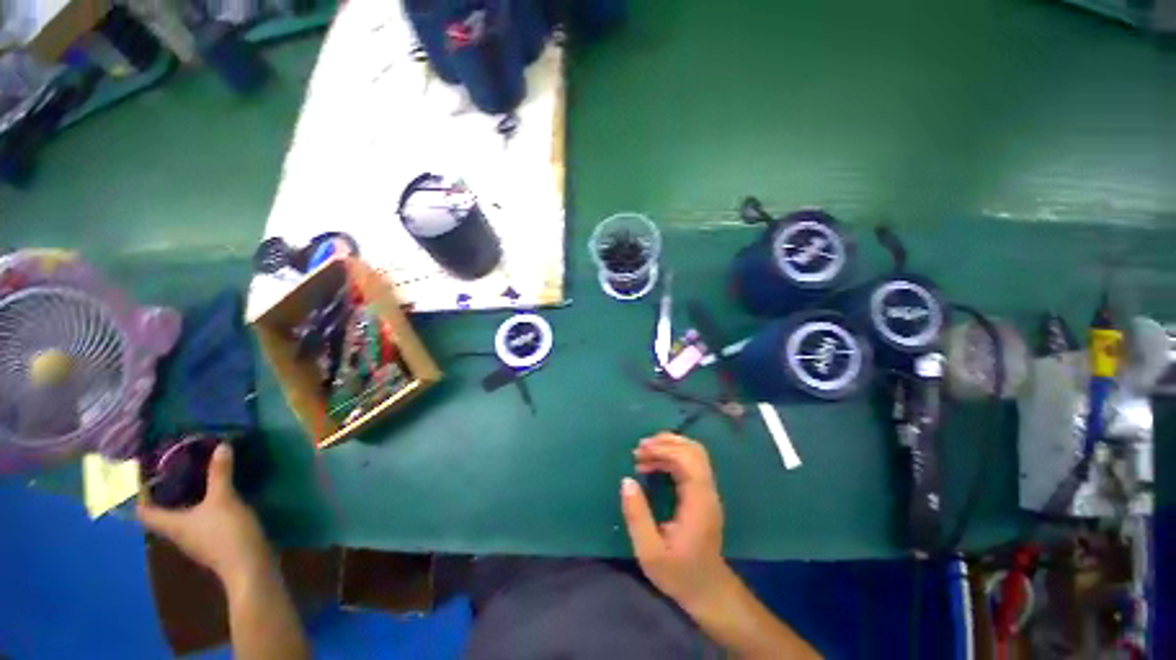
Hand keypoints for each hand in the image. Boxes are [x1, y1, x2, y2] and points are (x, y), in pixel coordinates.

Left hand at [138, 444, 270, 588]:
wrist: (256, 578)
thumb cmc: (227, 537)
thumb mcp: (223, 498)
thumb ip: (219, 472)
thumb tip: (221, 446)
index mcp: (173, 524)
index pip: (145, 513)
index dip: (141, 494)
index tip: (145, 474)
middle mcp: (181, 537)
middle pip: (163, 516)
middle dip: (165, 493)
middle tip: (170, 468)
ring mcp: (199, 548)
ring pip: (183, 522)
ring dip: (185, 503)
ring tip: (193, 480)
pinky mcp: (216, 553)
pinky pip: (201, 528)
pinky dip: (202, 514)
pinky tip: (215, 502)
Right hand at [621, 433, 730, 610]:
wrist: (706, 588)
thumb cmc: (677, 573)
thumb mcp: (649, 550)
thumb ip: (637, 516)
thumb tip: (627, 482)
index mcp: (698, 503)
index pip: (688, 461)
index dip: (664, 449)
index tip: (637, 452)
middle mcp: (708, 494)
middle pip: (696, 453)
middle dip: (668, 443)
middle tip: (639, 449)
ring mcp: (709, 497)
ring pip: (696, 459)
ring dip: (671, 451)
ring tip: (642, 456)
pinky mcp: (705, 502)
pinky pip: (694, 470)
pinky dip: (674, 462)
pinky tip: (655, 469)